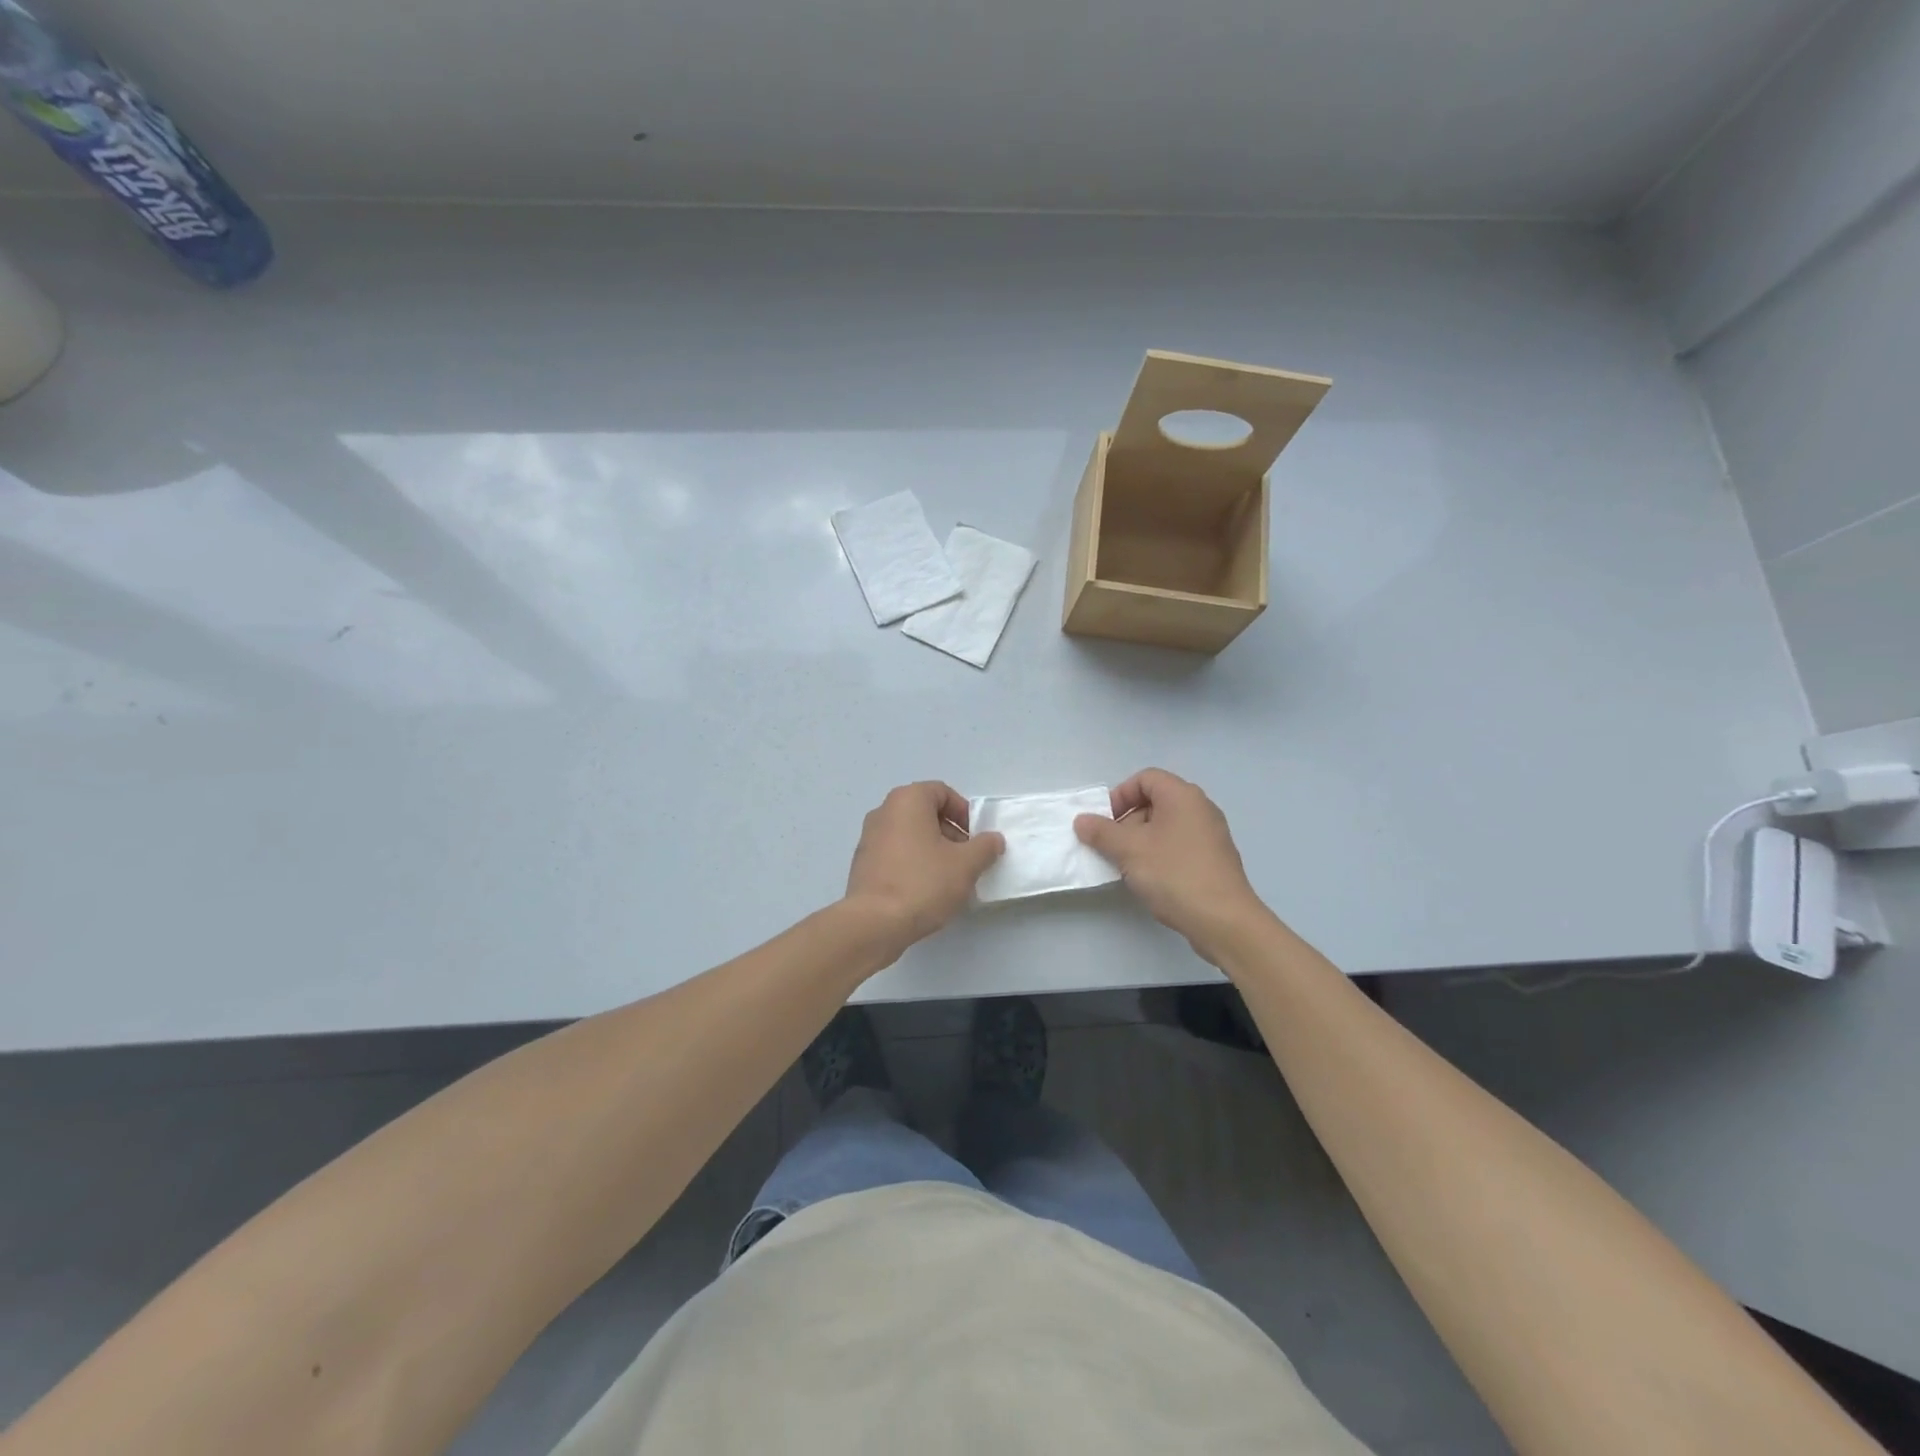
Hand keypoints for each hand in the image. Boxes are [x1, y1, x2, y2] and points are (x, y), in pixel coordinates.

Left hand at [845, 782, 1004, 951]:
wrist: (874, 923)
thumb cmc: (923, 883)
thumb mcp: (966, 864)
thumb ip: (985, 847)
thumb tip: (992, 839)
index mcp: (907, 800)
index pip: (942, 792)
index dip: (964, 813)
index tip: (976, 838)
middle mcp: (884, 812)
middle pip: (925, 813)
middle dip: (951, 833)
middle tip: (967, 860)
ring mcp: (869, 838)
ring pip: (911, 835)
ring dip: (933, 851)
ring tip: (950, 880)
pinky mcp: (863, 865)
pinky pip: (896, 855)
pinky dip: (914, 864)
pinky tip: (926, 892)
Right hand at [1074, 769, 1268, 957]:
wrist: (1223, 920)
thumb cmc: (1174, 874)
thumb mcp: (1129, 850)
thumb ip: (1101, 832)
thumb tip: (1082, 820)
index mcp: (1182, 796)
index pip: (1145, 778)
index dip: (1120, 795)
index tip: (1104, 822)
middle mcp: (1200, 808)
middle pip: (1155, 801)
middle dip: (1127, 821)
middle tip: (1111, 846)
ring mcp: (1211, 835)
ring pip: (1166, 826)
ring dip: (1141, 841)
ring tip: (1126, 866)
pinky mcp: (1214, 859)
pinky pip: (1179, 845)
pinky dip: (1159, 854)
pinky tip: (1150, 879)